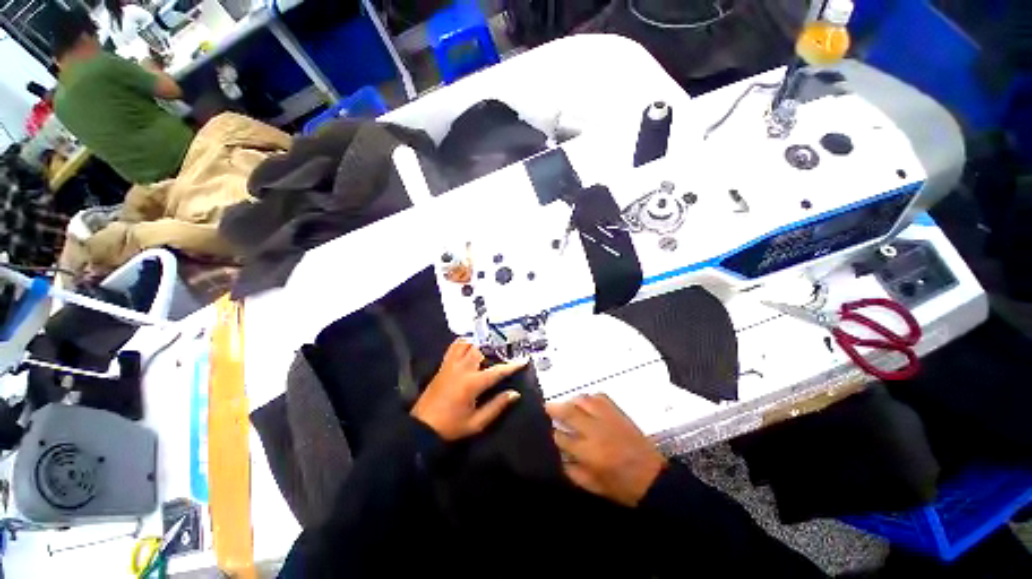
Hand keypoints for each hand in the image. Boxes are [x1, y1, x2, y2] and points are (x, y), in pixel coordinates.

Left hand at [411, 339, 526, 440]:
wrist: (421, 428)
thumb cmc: (451, 427)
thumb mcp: (477, 423)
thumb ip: (497, 406)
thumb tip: (514, 394)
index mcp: (472, 384)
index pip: (497, 371)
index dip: (512, 366)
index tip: (524, 360)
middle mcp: (462, 369)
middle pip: (481, 350)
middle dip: (495, 350)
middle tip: (505, 353)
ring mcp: (450, 365)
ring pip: (467, 344)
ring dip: (479, 345)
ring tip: (488, 349)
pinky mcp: (443, 365)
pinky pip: (453, 347)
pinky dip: (463, 343)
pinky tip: (470, 347)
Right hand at [547, 394, 665, 506]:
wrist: (653, 478)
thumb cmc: (622, 487)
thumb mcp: (594, 486)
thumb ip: (572, 471)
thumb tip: (559, 455)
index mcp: (588, 452)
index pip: (562, 437)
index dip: (553, 434)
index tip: (549, 432)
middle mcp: (595, 431)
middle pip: (569, 412)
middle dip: (555, 409)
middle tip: (546, 407)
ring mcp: (608, 418)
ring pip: (583, 401)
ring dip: (571, 401)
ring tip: (565, 404)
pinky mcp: (618, 413)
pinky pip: (600, 397)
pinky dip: (590, 398)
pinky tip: (585, 403)